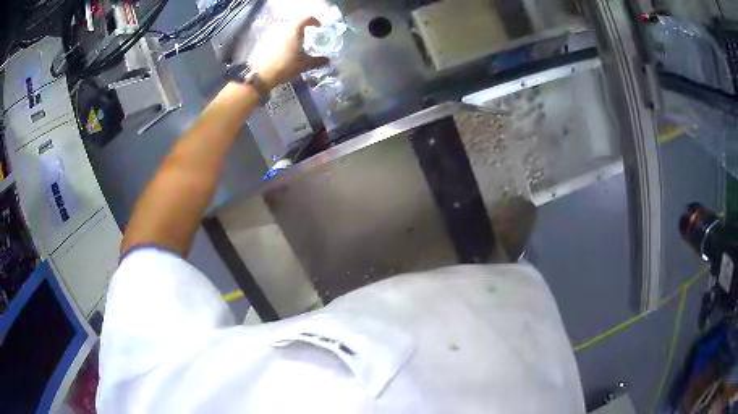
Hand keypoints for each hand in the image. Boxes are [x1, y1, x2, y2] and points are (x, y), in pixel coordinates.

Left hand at [248, 17, 329, 89]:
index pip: (307, 18)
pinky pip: (275, 34)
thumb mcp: (303, 65)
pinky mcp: (262, 39)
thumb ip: (316, 61)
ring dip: (290, 33)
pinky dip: (281, 38)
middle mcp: (282, 26)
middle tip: (306, 37)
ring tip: (294, 44)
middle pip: (295, 23)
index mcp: (294, 28)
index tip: (318, 27)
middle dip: (302, 28)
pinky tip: (283, 49)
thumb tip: (327, 60)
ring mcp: (270, 32)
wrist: (259, 74)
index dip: (314, 22)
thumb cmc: (285, 66)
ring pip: (284, 28)